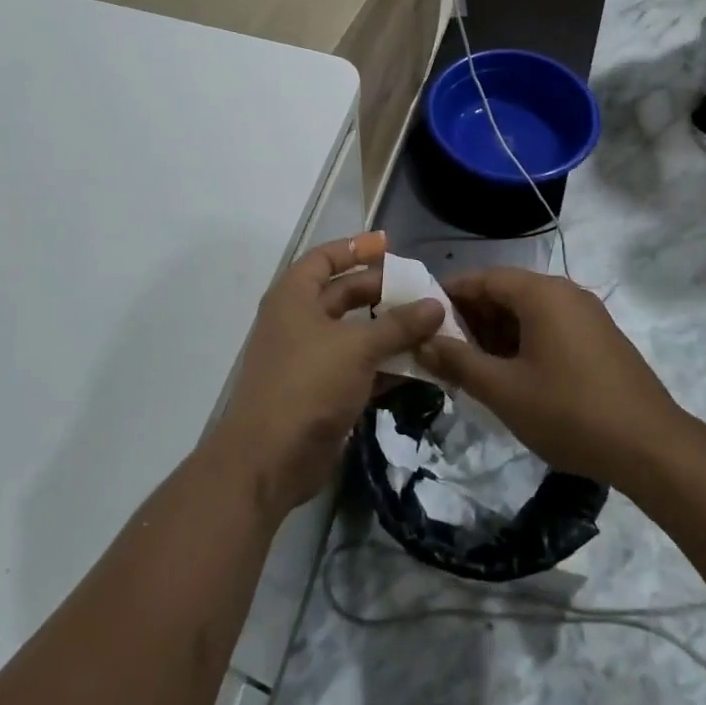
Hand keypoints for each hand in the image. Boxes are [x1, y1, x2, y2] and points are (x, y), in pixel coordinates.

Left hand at [210, 233, 443, 520]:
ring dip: (391, 333)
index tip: (389, 245)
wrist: (269, 459)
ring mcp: (310, 358)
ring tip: (432, 329)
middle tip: (423, 293)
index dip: (355, 248)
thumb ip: (398, 325)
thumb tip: (436, 305)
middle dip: (383, 293)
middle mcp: (299, 321)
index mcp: (295, 297)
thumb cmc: (307, 384)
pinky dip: (386, 366)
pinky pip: (359, 368)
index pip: (325, 258)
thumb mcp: (357, 347)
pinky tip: (420, 369)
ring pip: (356, 334)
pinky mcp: (322, 392)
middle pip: (344, 295)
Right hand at [413, 267, 679, 486]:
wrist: (652, 448)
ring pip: (529, 312)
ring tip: (474, 367)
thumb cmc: (569, 412)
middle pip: (507, 292)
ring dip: (497, 334)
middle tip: (445, 350)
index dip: (450, 295)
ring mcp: (587, 315)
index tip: (424, 318)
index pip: (483, 278)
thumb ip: (458, 362)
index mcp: (541, 293)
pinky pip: (551, 327)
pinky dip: (525, 342)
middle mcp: (565, 293)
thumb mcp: (504, 390)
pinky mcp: (601, 339)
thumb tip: (423, 343)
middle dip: (473, 318)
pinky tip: (513, 376)